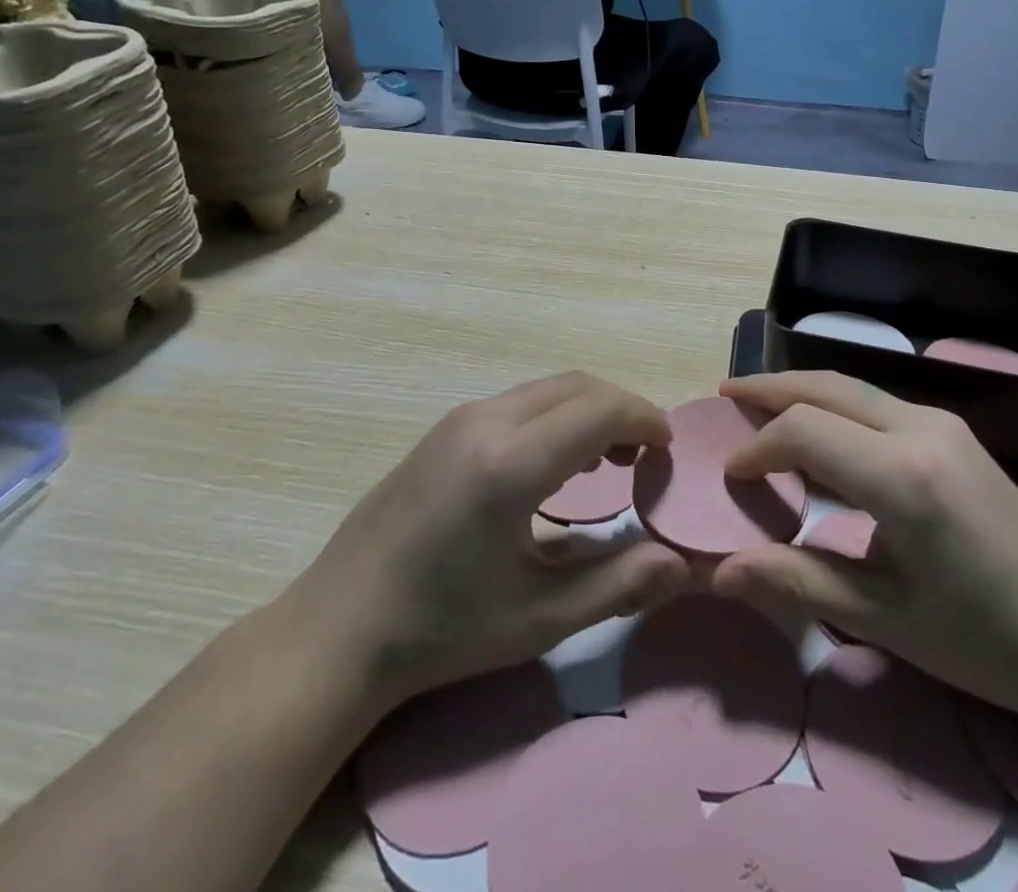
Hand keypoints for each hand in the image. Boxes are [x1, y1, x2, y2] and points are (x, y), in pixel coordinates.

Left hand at [283, 373, 689, 712]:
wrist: (337, 629)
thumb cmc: (441, 631)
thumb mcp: (537, 620)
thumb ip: (616, 584)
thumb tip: (680, 563)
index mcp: (511, 464)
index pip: (600, 409)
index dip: (645, 419)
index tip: (668, 450)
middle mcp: (487, 422)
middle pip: (578, 385)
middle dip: (622, 409)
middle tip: (646, 455)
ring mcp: (460, 419)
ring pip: (548, 388)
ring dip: (588, 409)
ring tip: (609, 461)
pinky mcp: (445, 428)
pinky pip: (519, 401)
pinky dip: (556, 415)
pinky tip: (555, 465)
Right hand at [711, 372, 1017, 728]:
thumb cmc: (981, 640)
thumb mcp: (882, 618)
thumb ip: (797, 580)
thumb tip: (720, 573)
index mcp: (902, 475)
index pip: (805, 430)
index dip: (758, 446)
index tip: (731, 475)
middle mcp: (921, 428)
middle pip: (828, 386)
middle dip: (772, 386)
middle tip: (727, 391)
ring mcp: (943, 423)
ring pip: (855, 387)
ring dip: (804, 391)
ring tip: (761, 403)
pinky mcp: (955, 432)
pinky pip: (879, 403)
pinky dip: (836, 406)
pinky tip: (821, 429)